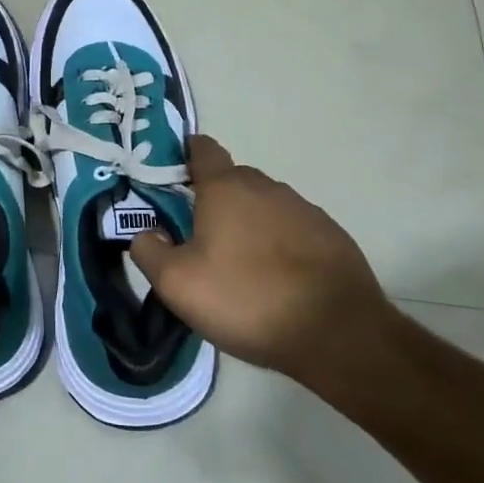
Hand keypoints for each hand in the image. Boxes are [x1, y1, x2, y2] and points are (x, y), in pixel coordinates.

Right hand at [129, 135, 395, 392]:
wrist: (337, 333)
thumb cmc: (247, 299)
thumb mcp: (177, 284)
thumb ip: (149, 251)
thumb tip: (145, 234)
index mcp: (226, 188)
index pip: (203, 149)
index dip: (185, 155)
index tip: (172, 176)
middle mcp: (266, 187)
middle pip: (233, 180)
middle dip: (214, 199)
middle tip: (198, 237)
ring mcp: (304, 210)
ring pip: (264, 205)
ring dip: (249, 224)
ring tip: (240, 265)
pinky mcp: (332, 236)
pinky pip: (293, 229)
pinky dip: (279, 244)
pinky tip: (277, 279)